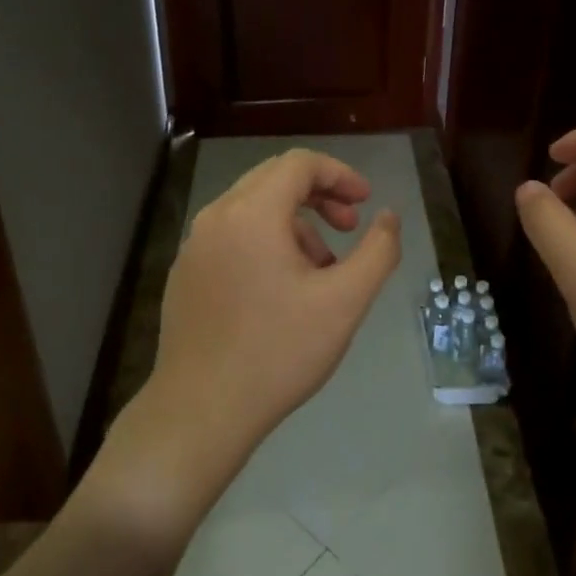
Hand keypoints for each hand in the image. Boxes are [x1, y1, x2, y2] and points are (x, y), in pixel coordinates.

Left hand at [110, 149, 401, 530]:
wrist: (200, 411)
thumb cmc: (278, 352)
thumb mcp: (344, 302)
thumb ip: (378, 251)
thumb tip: (389, 217)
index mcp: (251, 213)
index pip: (300, 164)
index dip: (340, 174)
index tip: (365, 202)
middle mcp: (216, 217)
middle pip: (273, 179)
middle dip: (319, 195)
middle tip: (349, 227)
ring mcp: (194, 246)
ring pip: (252, 209)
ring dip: (294, 223)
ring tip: (322, 270)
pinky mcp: (185, 273)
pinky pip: (232, 236)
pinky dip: (265, 242)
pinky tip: (282, 289)